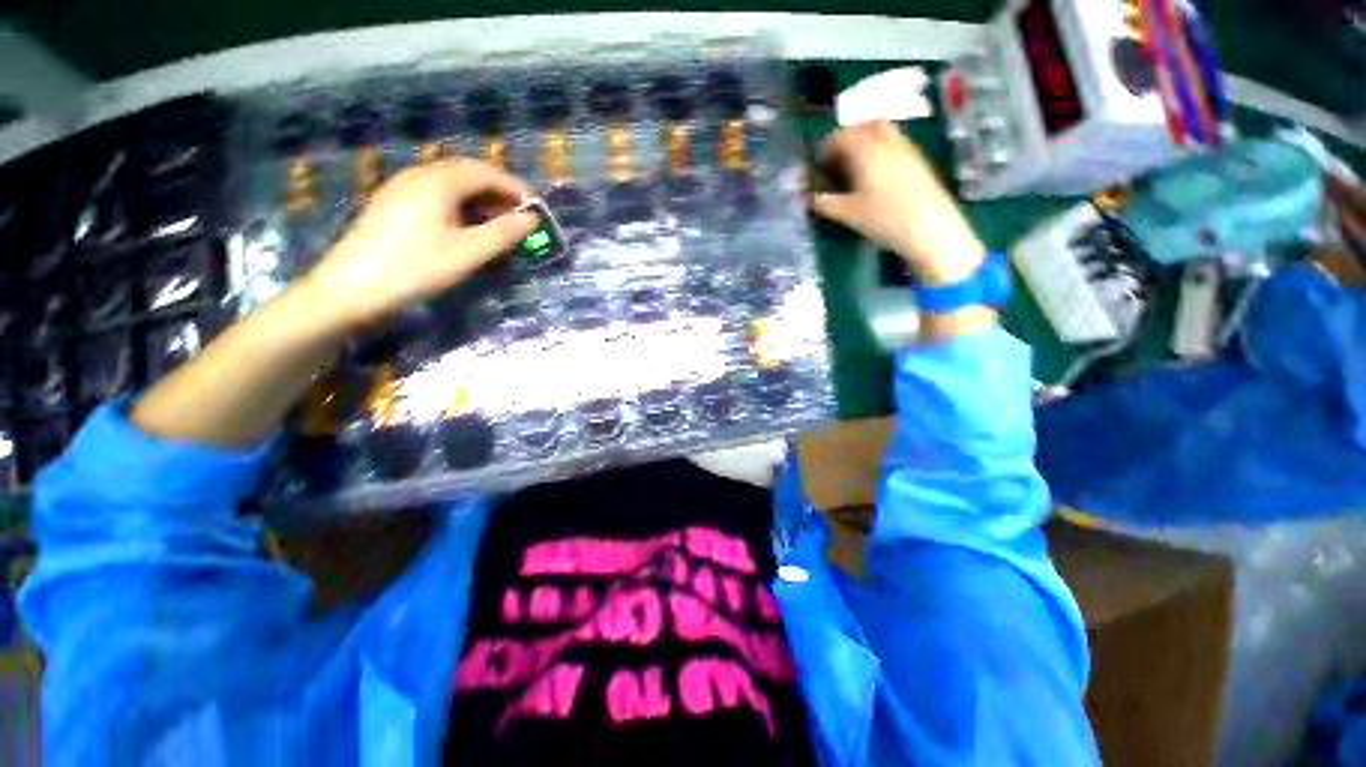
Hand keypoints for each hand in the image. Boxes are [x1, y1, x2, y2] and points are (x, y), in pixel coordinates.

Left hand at [299, 158, 537, 334]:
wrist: (352, 287)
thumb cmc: (416, 267)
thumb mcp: (468, 252)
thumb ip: (503, 233)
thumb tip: (532, 219)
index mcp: (438, 181)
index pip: (485, 172)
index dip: (514, 187)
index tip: (536, 208)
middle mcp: (419, 175)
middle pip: (467, 173)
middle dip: (498, 192)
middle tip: (520, 218)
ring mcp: (402, 188)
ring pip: (450, 184)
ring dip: (479, 199)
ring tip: (498, 225)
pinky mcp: (393, 204)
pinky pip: (435, 195)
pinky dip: (460, 206)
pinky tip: (466, 227)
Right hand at [810, 122, 985, 285]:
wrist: (929, 227)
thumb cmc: (883, 218)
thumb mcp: (848, 214)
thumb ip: (825, 204)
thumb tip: (807, 200)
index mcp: (866, 150)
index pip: (842, 136)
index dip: (828, 146)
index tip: (820, 161)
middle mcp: (887, 141)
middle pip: (866, 125)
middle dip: (850, 136)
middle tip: (840, 157)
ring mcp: (906, 148)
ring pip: (885, 131)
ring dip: (868, 140)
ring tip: (858, 164)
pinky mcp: (919, 160)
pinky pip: (897, 143)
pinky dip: (883, 149)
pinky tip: (879, 174)